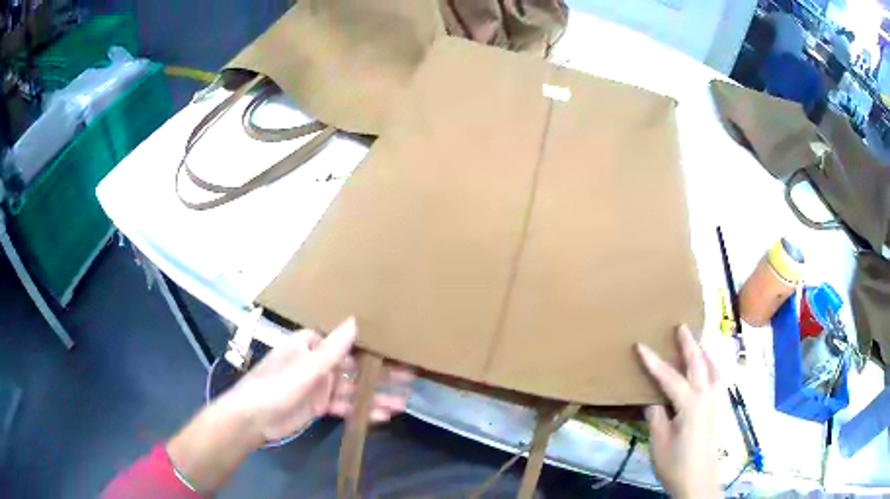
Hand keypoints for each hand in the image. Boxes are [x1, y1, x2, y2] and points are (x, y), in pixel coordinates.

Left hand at [223, 317, 412, 442]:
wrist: (253, 419)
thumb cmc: (276, 386)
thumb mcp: (306, 367)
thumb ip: (333, 349)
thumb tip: (355, 320)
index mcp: (310, 346)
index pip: (344, 342)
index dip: (369, 346)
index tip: (395, 347)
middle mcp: (317, 363)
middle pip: (352, 367)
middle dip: (378, 374)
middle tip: (409, 376)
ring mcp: (319, 386)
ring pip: (351, 389)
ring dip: (374, 396)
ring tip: (403, 401)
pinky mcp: (319, 406)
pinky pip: (344, 407)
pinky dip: (361, 411)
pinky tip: (382, 416)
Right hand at [635, 325, 720, 498]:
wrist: (699, 482)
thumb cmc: (675, 464)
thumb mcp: (659, 442)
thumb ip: (656, 416)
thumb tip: (651, 398)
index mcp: (690, 404)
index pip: (669, 377)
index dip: (653, 361)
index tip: (640, 345)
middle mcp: (707, 397)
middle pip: (699, 364)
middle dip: (689, 344)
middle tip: (681, 326)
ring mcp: (717, 402)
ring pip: (715, 369)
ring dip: (706, 353)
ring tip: (699, 344)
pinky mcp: (721, 410)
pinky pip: (720, 380)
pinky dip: (716, 368)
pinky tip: (712, 372)